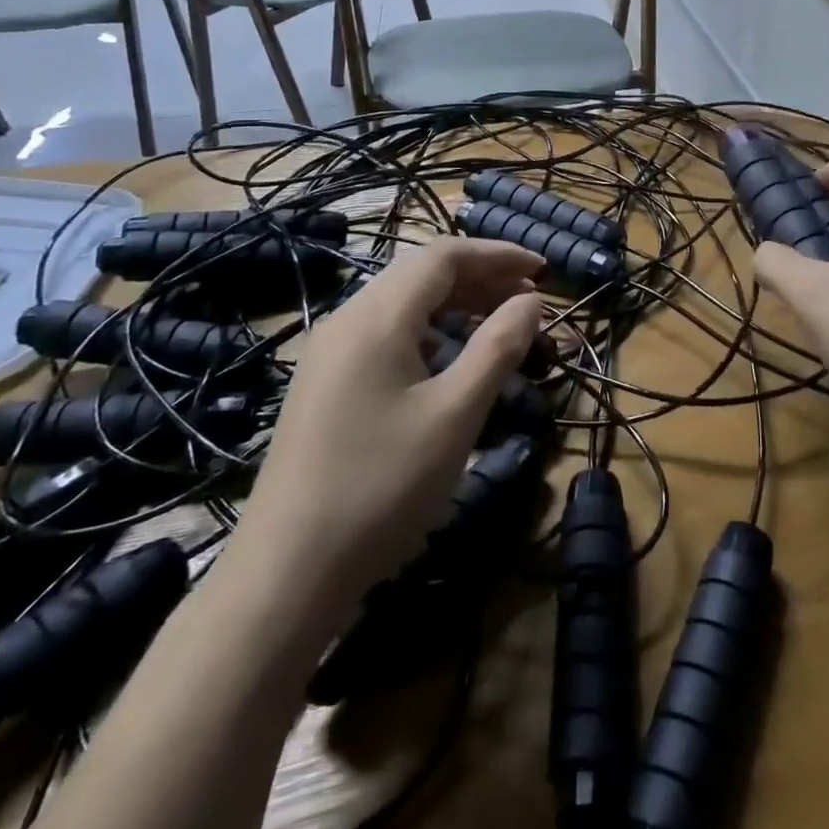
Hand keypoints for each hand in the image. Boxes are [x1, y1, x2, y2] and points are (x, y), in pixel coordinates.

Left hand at [233, 237, 543, 611]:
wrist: (285, 574)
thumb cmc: (381, 487)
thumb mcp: (455, 414)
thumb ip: (498, 347)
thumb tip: (531, 301)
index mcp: (376, 316)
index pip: (444, 256)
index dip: (498, 255)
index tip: (543, 271)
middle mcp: (347, 319)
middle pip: (421, 273)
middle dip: (480, 277)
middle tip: (529, 299)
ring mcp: (329, 352)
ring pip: (403, 304)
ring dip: (456, 304)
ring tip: (499, 325)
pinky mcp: (324, 383)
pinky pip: (385, 334)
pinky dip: (428, 332)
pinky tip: (449, 362)